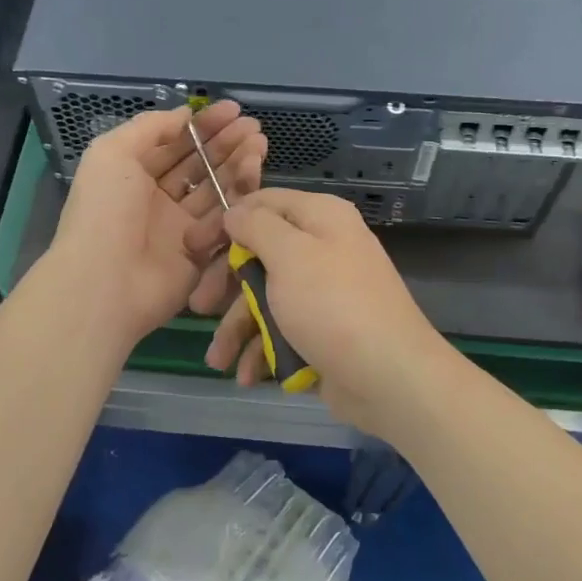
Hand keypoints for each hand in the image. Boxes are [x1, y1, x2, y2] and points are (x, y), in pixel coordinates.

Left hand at [45, 102, 264, 347]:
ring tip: (259, 143)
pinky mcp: (200, 251)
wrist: (106, 281)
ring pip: (215, 188)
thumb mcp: (112, 153)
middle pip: (198, 164)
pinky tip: (254, 173)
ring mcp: (180, 226)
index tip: (232, 110)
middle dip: (225, 142)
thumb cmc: (104, 211)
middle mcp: (158, 198)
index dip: (202, 126)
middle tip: (253, 127)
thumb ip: (149, 127)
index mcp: (133, 174)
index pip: (174, 143)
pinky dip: (239, 195)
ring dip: (237, 163)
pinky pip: (223, 219)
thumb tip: (184, 114)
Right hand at [200, 188, 453, 437]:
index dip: (225, 222)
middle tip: (198, 306)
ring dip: (238, 327)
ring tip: (217, 360)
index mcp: (320, 218)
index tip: (191, 247)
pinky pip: (283, 329)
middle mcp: (323, 247)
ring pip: (267, 297)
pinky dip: (262, 349)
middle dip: (226, 284)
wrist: (389, 377)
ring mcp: (324, 291)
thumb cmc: (333, 305)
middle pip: (260, 254)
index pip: (263, 203)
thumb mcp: (290, 255)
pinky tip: (247, 374)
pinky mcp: (323, 329)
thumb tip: (236, 211)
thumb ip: (257, 227)